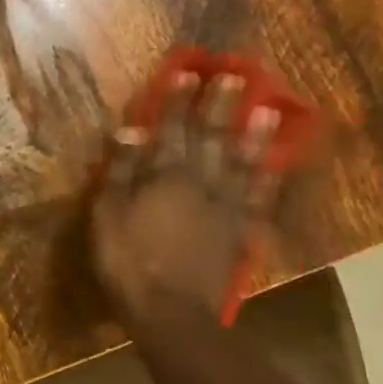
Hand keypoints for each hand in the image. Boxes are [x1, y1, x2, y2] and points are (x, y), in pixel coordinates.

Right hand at [91, 70, 280, 328]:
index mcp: (164, 176)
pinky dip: (267, 178)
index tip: (187, 72)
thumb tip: (132, 130)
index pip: (171, 129)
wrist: (171, 311)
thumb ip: (120, 170)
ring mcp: (224, 206)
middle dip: (220, 105)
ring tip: (265, 109)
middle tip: (234, 75)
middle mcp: (200, 182)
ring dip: (252, 134)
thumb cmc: (128, 260)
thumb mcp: (108, 214)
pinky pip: (257, 198)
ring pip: (240, 162)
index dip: (178, 101)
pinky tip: (275, 164)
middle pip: (210, 137)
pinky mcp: (238, 231)